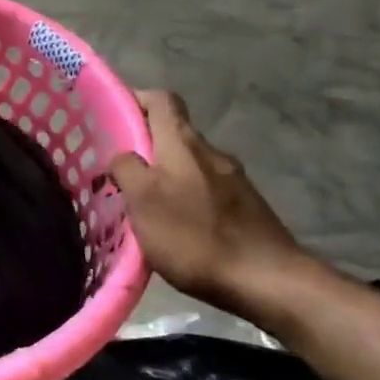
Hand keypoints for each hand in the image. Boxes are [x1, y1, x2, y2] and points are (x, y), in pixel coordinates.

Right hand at [109, 90, 308, 320]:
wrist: (267, 280)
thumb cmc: (194, 236)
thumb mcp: (143, 201)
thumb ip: (127, 169)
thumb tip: (122, 155)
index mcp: (183, 143)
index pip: (161, 100)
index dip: (136, 99)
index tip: (111, 115)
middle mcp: (211, 152)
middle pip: (174, 132)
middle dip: (145, 143)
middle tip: (117, 167)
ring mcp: (233, 179)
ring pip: (189, 163)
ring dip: (165, 173)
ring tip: (143, 201)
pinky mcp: (245, 206)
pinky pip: (205, 188)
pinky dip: (185, 196)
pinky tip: (176, 225)